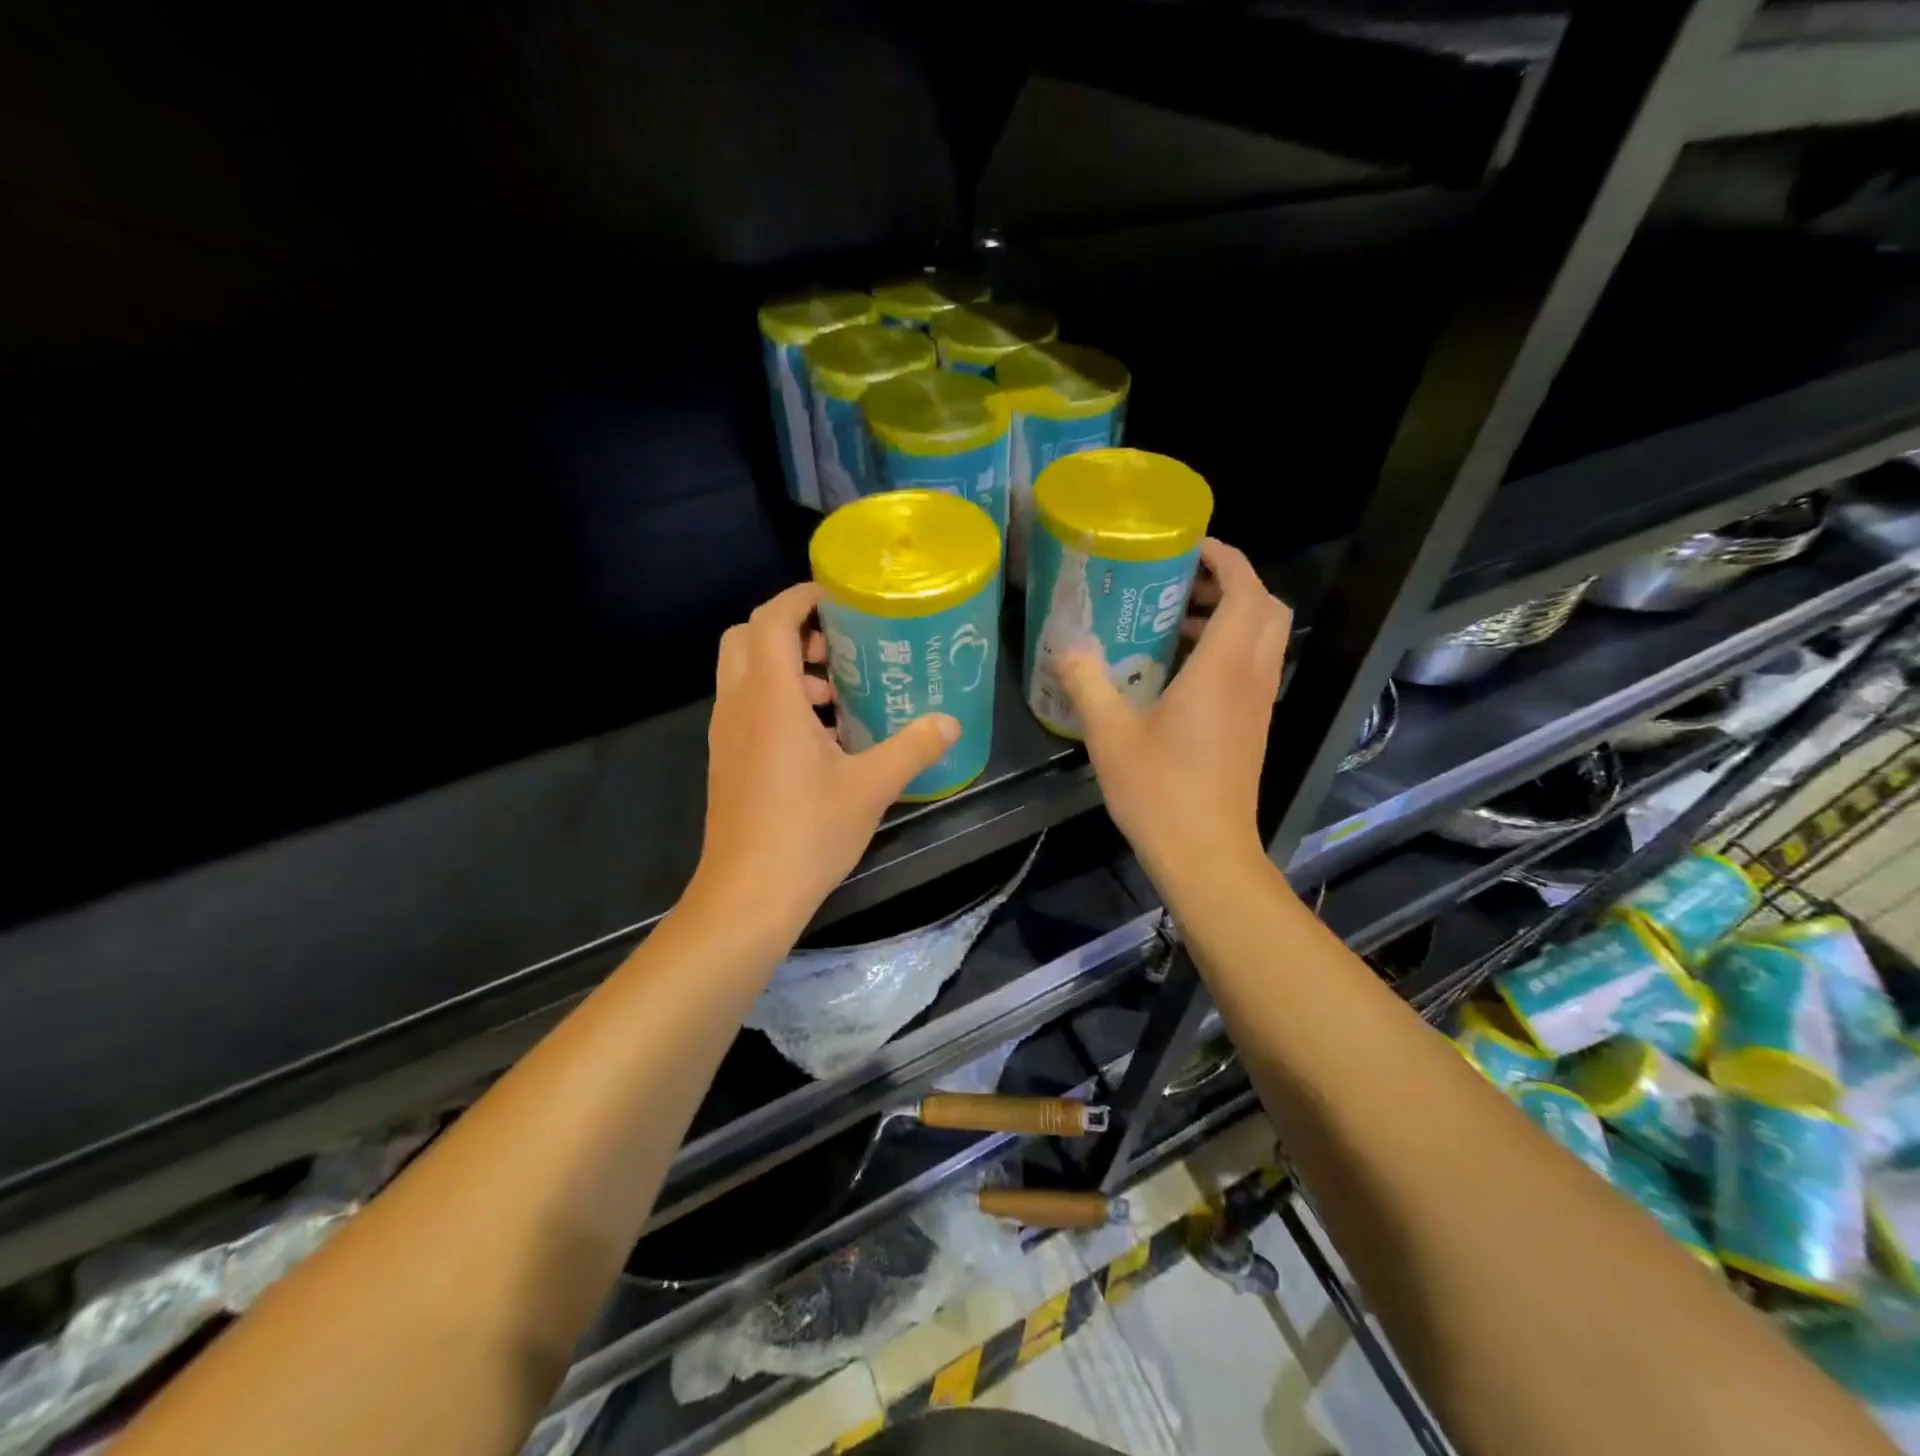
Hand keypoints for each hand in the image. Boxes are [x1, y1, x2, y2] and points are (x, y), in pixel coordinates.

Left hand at [690, 583, 959, 941]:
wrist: (747, 895)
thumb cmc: (807, 832)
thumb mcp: (871, 787)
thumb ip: (912, 748)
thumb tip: (949, 722)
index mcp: (769, 698)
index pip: (771, 619)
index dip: (801, 598)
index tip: (839, 598)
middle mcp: (738, 705)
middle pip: (747, 637)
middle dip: (790, 630)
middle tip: (838, 649)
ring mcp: (726, 734)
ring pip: (744, 673)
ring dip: (785, 667)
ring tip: (837, 695)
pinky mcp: (727, 760)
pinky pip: (747, 706)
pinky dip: (777, 700)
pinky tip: (821, 738)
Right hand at [1058, 539, 1288, 886]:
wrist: (1206, 853)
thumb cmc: (1159, 791)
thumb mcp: (1110, 734)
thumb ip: (1087, 682)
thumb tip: (1067, 645)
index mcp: (1222, 668)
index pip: (1244, 590)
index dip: (1226, 558)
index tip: (1192, 546)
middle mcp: (1251, 678)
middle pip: (1266, 608)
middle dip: (1232, 583)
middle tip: (1183, 582)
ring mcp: (1258, 705)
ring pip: (1262, 639)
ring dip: (1229, 617)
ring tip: (1173, 621)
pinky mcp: (1253, 728)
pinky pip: (1252, 668)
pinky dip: (1227, 650)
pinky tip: (1178, 672)